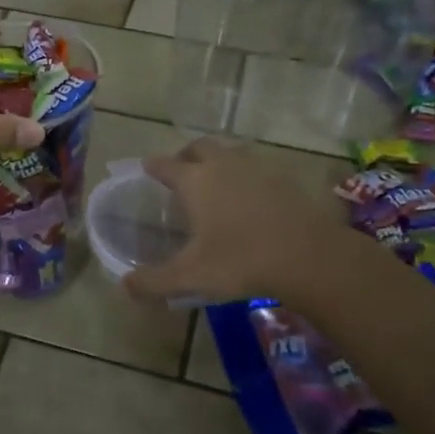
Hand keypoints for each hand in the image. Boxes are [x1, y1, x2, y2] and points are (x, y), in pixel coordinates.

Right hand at [123, 137, 391, 304]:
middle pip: (199, 148)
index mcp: (195, 181)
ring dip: (217, 162)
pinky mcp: (284, 179)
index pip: (165, 165)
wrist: (309, 257)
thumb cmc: (241, 261)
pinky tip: (248, 198)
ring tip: (214, 183)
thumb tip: (125, 285)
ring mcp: (257, 168)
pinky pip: (256, 168)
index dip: (153, 167)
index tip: (146, 169)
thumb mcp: (191, 277)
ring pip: (230, 153)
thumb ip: (154, 281)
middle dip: (185, 156)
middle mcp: (223, 165)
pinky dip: (245, 176)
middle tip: (180, 172)